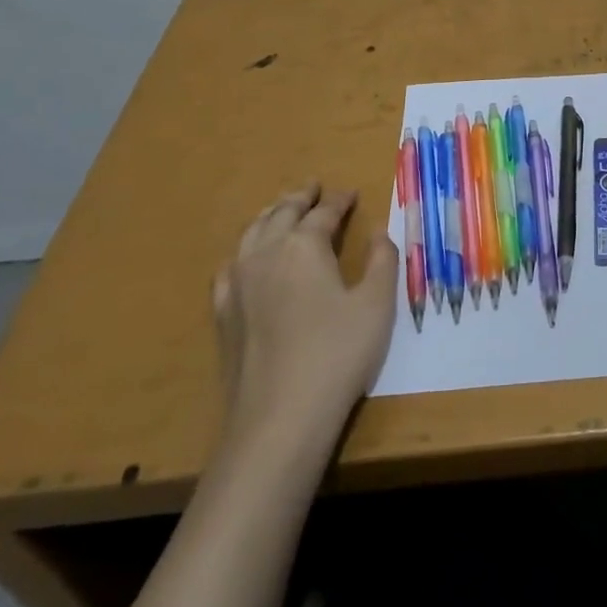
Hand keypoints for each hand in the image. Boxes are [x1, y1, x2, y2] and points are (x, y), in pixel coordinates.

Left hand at [212, 183, 397, 453]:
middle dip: (300, 197)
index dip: (339, 200)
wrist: (279, 419)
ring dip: (270, 216)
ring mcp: (238, 283)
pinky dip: (244, 251)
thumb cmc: (338, 355)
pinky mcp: (223, 314)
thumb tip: (378, 230)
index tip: (351, 193)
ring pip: (252, 233)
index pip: (324, 212)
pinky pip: (230, 267)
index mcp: (304, 245)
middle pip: (281, 213)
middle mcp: (266, 253)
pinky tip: (247, 258)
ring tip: (282, 210)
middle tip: (313, 187)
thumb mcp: (377, 304)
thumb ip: (382, 260)